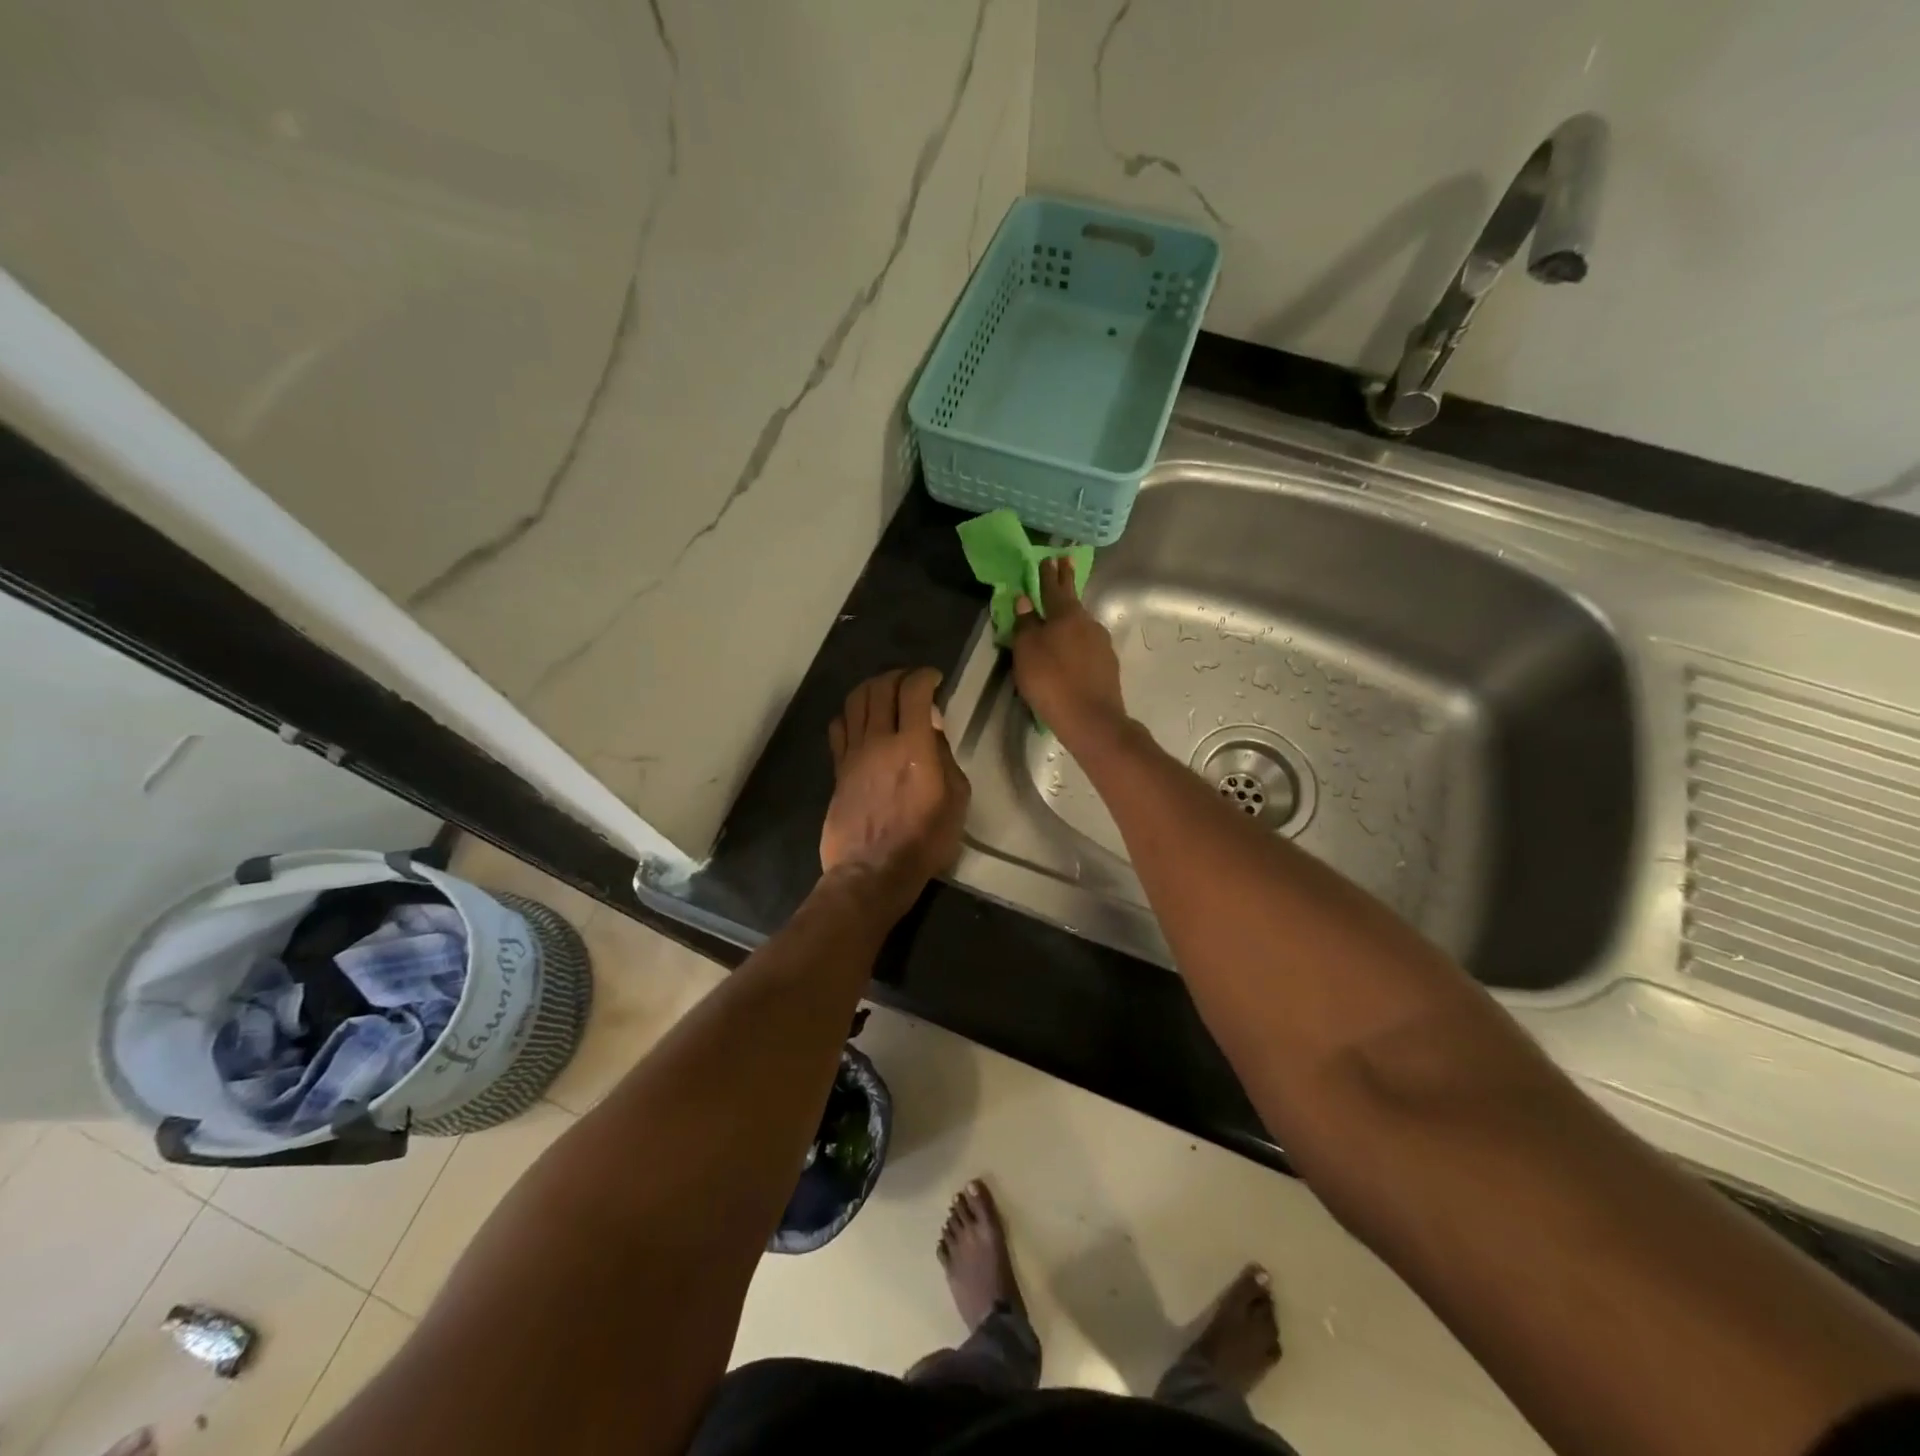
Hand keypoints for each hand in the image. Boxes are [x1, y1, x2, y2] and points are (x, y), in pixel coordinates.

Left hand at [822, 667, 969, 917]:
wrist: (873, 872)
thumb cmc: (924, 841)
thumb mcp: (955, 800)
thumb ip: (945, 757)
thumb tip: (932, 728)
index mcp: (914, 746)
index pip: (914, 690)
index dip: (925, 676)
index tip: (936, 680)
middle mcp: (880, 740)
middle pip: (881, 687)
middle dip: (899, 676)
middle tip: (913, 683)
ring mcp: (853, 753)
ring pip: (855, 701)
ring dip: (873, 688)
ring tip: (887, 695)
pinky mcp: (838, 769)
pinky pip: (838, 726)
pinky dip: (851, 713)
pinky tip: (862, 721)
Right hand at [1011, 557, 1127, 746]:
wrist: (1091, 719)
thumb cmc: (1051, 681)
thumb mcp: (1027, 652)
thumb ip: (1026, 624)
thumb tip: (1025, 600)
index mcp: (1066, 615)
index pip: (1054, 588)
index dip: (1049, 574)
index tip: (1049, 557)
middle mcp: (1088, 623)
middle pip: (1072, 601)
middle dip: (1066, 582)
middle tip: (1065, 563)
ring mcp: (1101, 644)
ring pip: (1082, 624)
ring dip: (1071, 617)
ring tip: (1061, 617)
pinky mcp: (1107, 665)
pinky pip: (1087, 646)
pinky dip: (1077, 642)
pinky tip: (1072, 652)